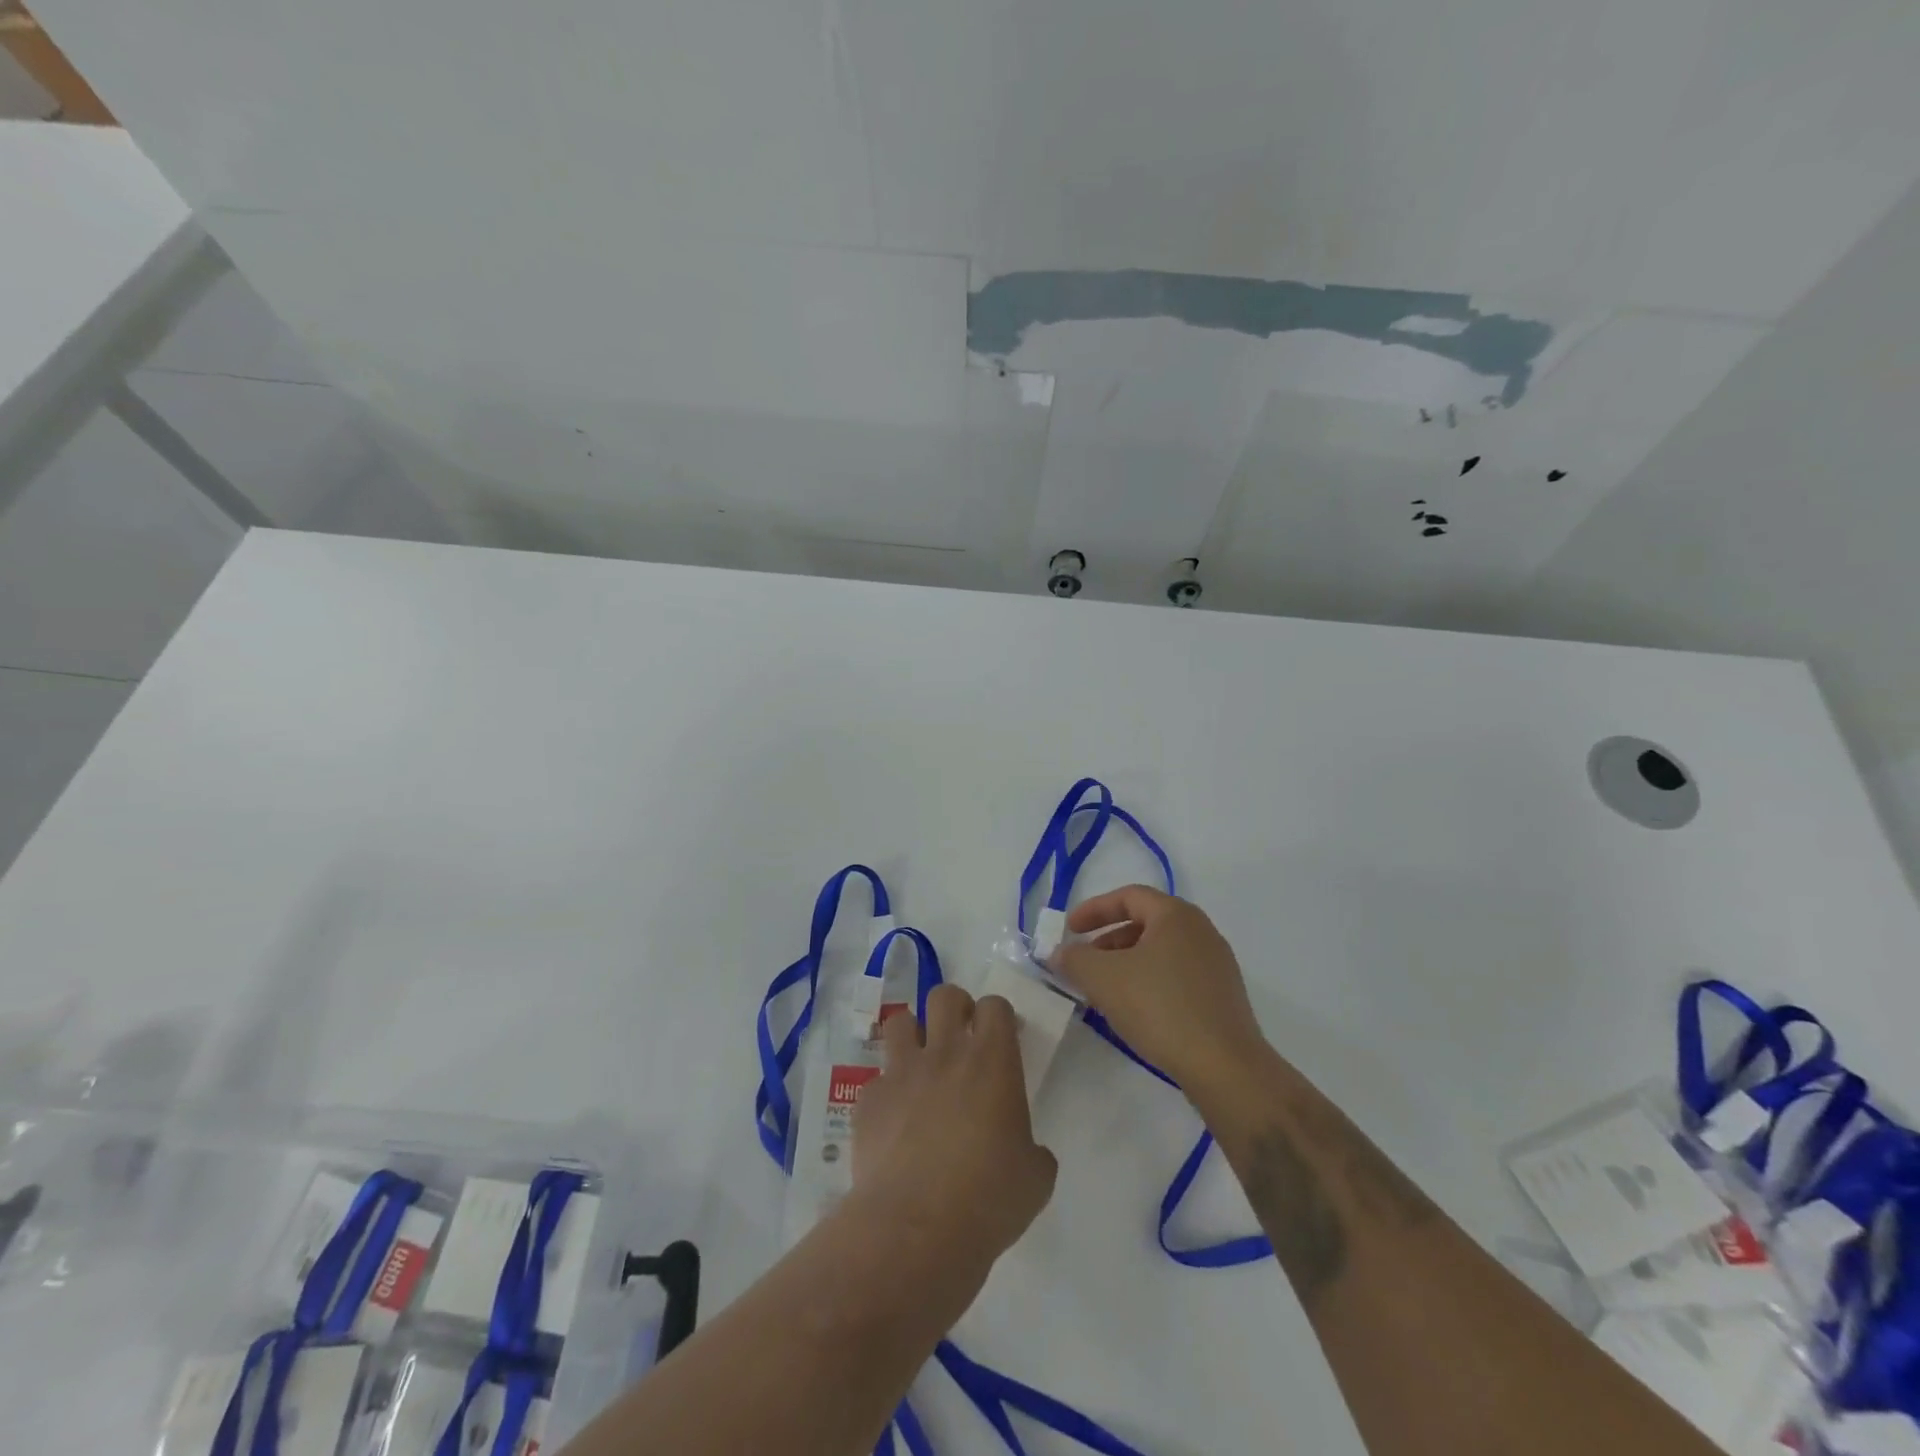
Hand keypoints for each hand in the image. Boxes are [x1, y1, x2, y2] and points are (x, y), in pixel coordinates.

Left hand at [852, 985, 1057, 1260]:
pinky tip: (893, 1124)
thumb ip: (1032, 1150)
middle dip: (954, 1008)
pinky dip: (887, 1094)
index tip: (1001, 1038)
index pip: (994, 1006)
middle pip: (944, 996)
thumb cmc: (988, 1199)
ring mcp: (902, 1072)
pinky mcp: (869, 1100)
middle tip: (960, 1037)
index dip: (998, 1017)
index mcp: (992, 1062)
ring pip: (901, 1022)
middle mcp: (945, 1054)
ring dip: (912, 1036)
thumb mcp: (1035, 1178)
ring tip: (920, 1066)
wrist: (916, 1229)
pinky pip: (877, 1081)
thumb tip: (1025, 1151)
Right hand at [1051, 885, 1267, 1093]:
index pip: (1129, 896)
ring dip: (1127, 964)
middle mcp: (1201, 931)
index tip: (1069, 930)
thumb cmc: (1161, 1008)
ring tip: (1105, 991)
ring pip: (1160, 952)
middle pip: (1145, 923)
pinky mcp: (1223, 997)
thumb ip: (1074, 959)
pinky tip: (1135, 1011)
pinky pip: (1177, 976)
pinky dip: (1149, 982)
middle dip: (1108, 940)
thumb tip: (1060, 953)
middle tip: (1084, 963)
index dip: (1094, 909)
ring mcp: (1216, 965)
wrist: (1225, 1067)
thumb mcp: (1103, 979)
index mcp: (1176, 915)